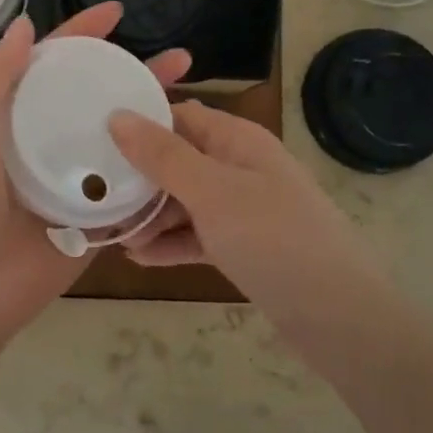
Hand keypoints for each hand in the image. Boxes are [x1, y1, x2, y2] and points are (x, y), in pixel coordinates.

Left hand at [0, 3, 189, 342]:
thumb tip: (27, 26)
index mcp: (8, 115)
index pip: (51, 63)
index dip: (81, 34)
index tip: (118, 11)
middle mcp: (43, 141)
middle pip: (94, 97)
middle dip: (133, 74)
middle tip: (179, 58)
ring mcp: (71, 180)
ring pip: (119, 139)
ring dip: (153, 116)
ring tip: (192, 96)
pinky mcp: (94, 218)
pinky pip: (130, 187)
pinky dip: (155, 167)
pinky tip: (189, 149)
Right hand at [108, 102, 382, 336]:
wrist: (338, 316)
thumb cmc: (273, 238)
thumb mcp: (212, 192)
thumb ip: (163, 155)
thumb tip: (118, 116)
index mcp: (238, 141)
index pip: (180, 116)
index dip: (140, 123)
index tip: (94, 138)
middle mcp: (240, 168)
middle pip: (178, 160)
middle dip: (139, 177)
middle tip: (96, 194)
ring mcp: (243, 209)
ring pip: (185, 201)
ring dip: (150, 215)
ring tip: (113, 234)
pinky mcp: (243, 246)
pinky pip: (198, 235)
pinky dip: (171, 243)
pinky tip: (138, 258)